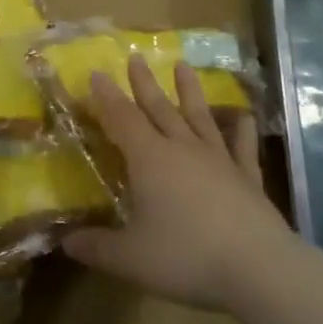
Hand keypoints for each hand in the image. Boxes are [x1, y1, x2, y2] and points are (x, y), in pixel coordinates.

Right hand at [63, 54, 296, 312]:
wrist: (257, 267)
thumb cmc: (186, 256)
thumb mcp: (130, 258)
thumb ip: (96, 247)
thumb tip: (65, 242)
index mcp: (150, 159)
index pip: (122, 119)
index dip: (107, 97)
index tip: (97, 72)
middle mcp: (182, 149)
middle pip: (159, 108)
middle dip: (143, 83)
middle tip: (135, 56)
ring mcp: (219, 160)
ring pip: (199, 117)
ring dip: (189, 91)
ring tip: (183, 65)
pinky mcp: (247, 177)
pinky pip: (242, 147)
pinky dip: (241, 131)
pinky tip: (245, 117)